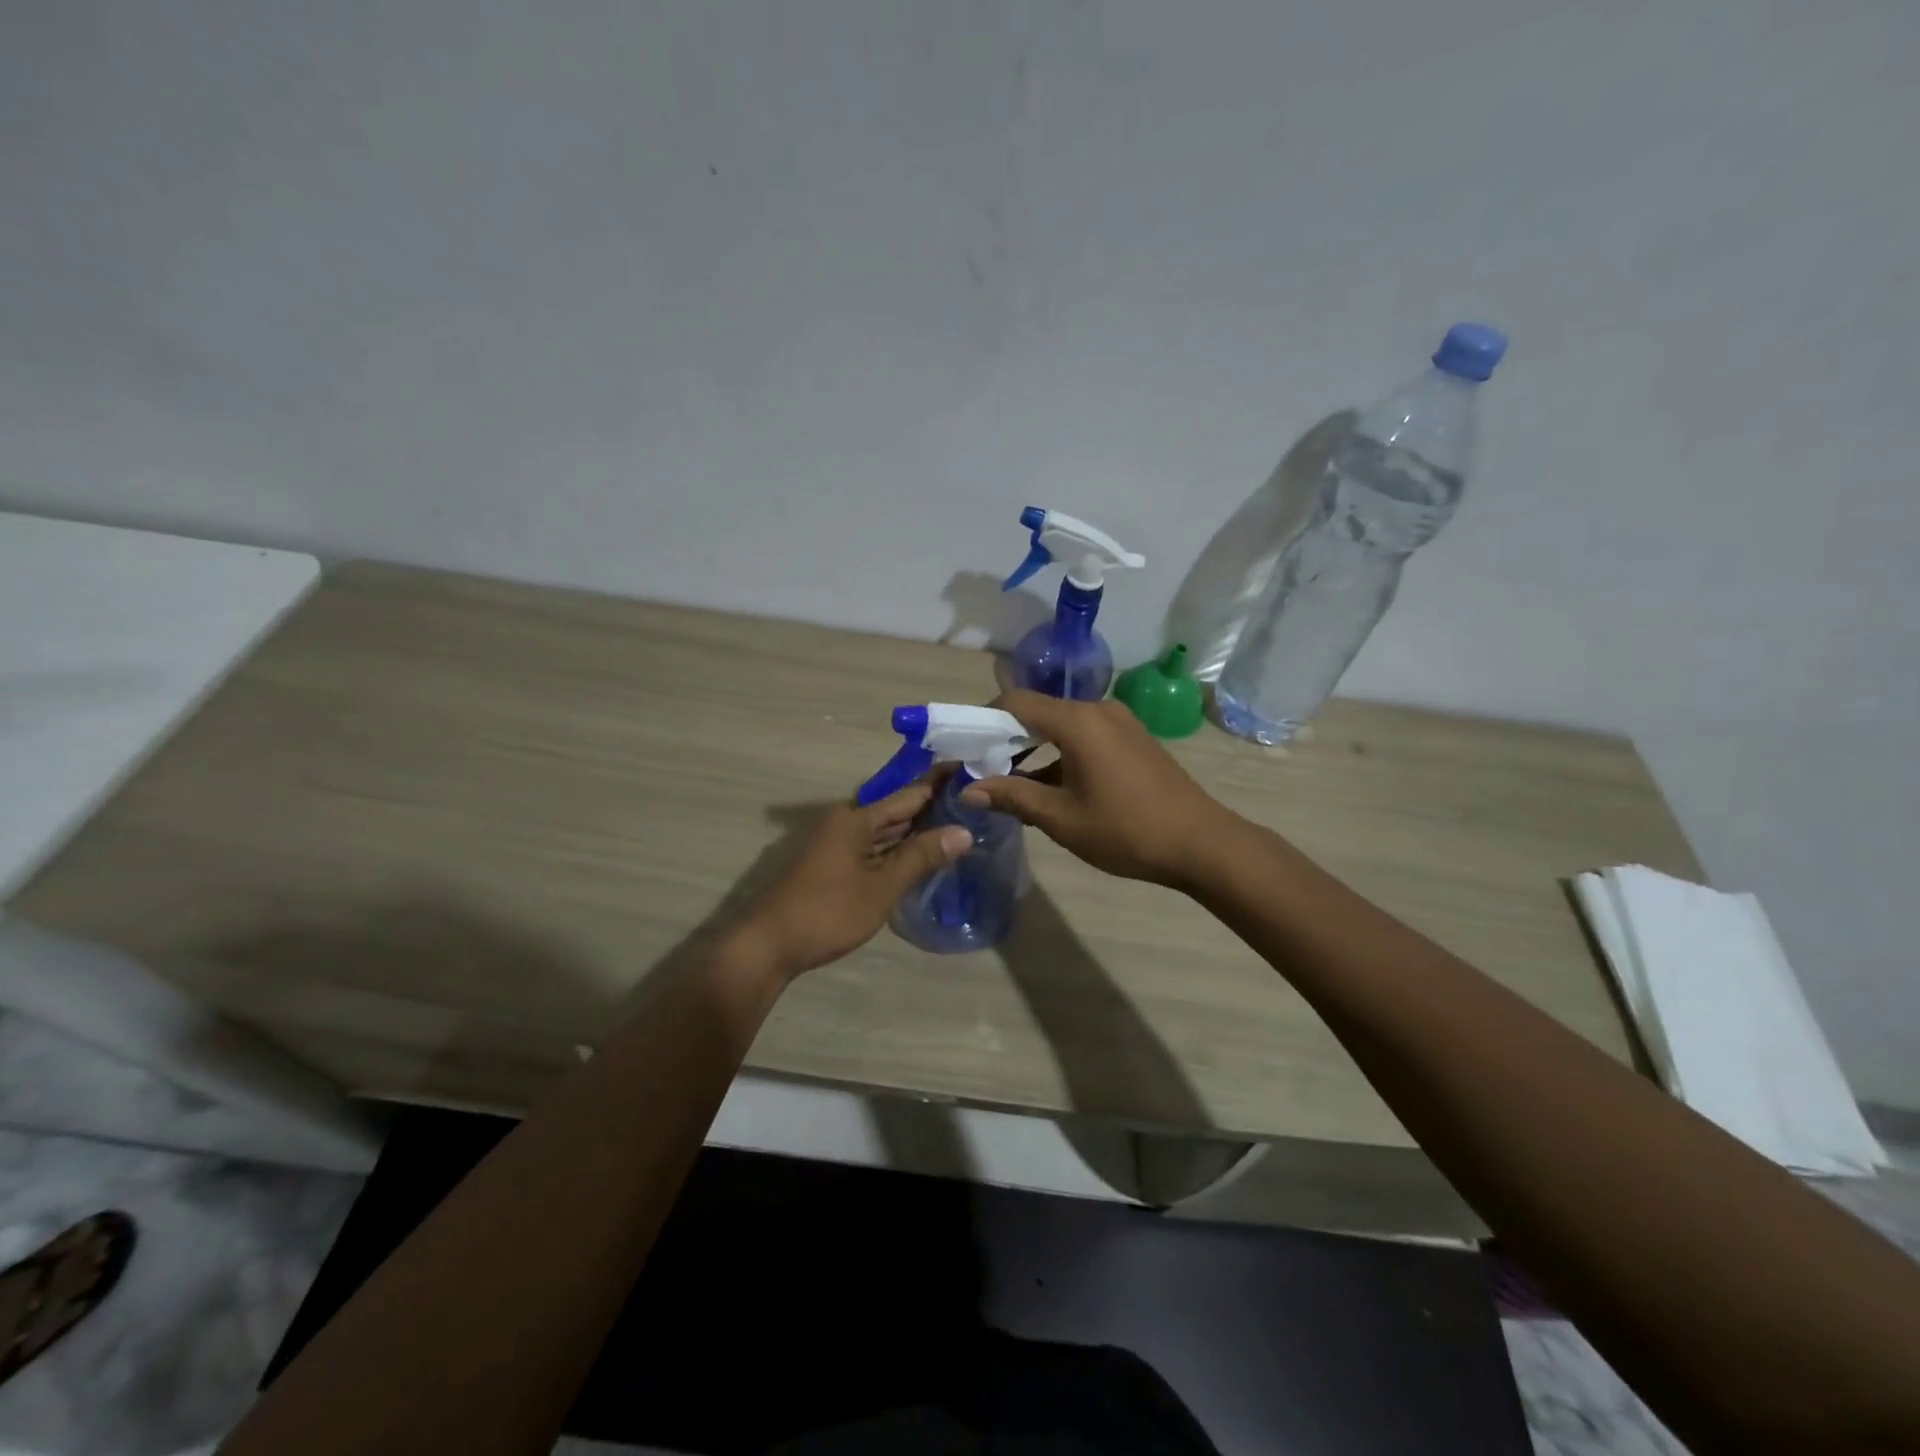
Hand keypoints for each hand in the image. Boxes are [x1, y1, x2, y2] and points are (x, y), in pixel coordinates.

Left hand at [729, 782, 972, 978]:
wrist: (768, 945)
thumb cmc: (828, 911)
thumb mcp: (881, 886)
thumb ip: (921, 856)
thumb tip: (964, 831)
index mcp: (857, 818)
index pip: (910, 793)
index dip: (941, 783)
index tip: (972, 773)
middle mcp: (846, 822)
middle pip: (898, 811)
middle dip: (933, 809)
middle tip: (975, 806)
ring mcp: (838, 844)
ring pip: (886, 832)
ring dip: (917, 832)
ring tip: (959, 827)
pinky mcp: (833, 865)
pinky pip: (874, 848)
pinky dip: (898, 850)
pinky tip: (922, 858)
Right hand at [960, 689, 1232, 889]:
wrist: (1201, 843)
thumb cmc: (1125, 829)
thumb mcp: (1060, 818)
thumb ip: (1012, 797)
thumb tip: (967, 789)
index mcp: (1077, 721)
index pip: (1015, 702)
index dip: (985, 720)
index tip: (967, 749)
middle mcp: (1098, 709)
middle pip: (1039, 711)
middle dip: (1008, 738)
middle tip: (985, 771)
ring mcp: (1120, 722)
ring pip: (1063, 726)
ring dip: (1036, 749)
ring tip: (1014, 785)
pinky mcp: (1134, 738)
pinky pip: (1086, 736)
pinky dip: (1062, 753)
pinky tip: (1054, 787)